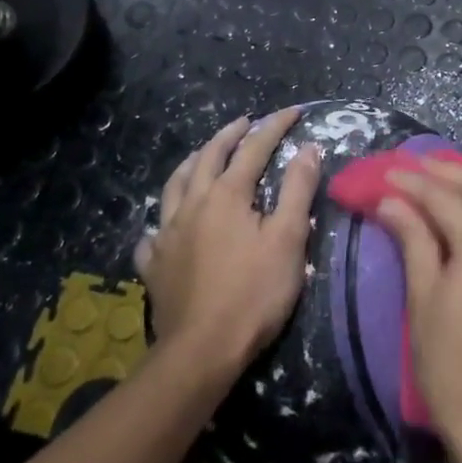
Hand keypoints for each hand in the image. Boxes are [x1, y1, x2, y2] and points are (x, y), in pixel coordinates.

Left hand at [135, 110, 320, 377]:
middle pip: (208, 156)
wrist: (201, 351)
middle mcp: (192, 204)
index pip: (254, 148)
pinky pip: (153, 232)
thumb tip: (308, 148)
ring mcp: (167, 233)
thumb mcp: (288, 239)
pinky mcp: (154, 264)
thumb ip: (298, 189)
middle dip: (229, 135)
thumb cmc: (254, 293)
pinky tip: (165, 226)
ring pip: (175, 184)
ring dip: (192, 163)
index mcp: (226, 194)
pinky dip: (163, 220)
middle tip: (244, 122)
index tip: (294, 112)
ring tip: (201, 156)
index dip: (275, 126)